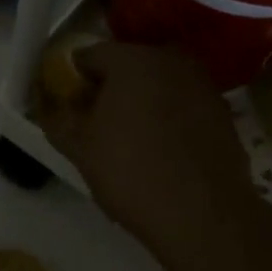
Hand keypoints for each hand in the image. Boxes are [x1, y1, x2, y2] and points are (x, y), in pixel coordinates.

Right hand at [35, 41, 256, 270]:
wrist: (204, 215)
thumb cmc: (132, 173)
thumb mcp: (80, 148)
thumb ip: (57, 118)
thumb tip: (49, 104)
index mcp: (132, 60)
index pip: (89, 56)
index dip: (72, 79)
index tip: (66, 105)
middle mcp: (170, 59)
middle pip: (127, 65)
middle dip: (108, 88)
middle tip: (95, 123)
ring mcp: (202, 83)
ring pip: (158, 83)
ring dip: (140, 101)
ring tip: (129, 139)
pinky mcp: (222, 110)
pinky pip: (183, 103)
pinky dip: (168, 116)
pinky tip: (162, 149)